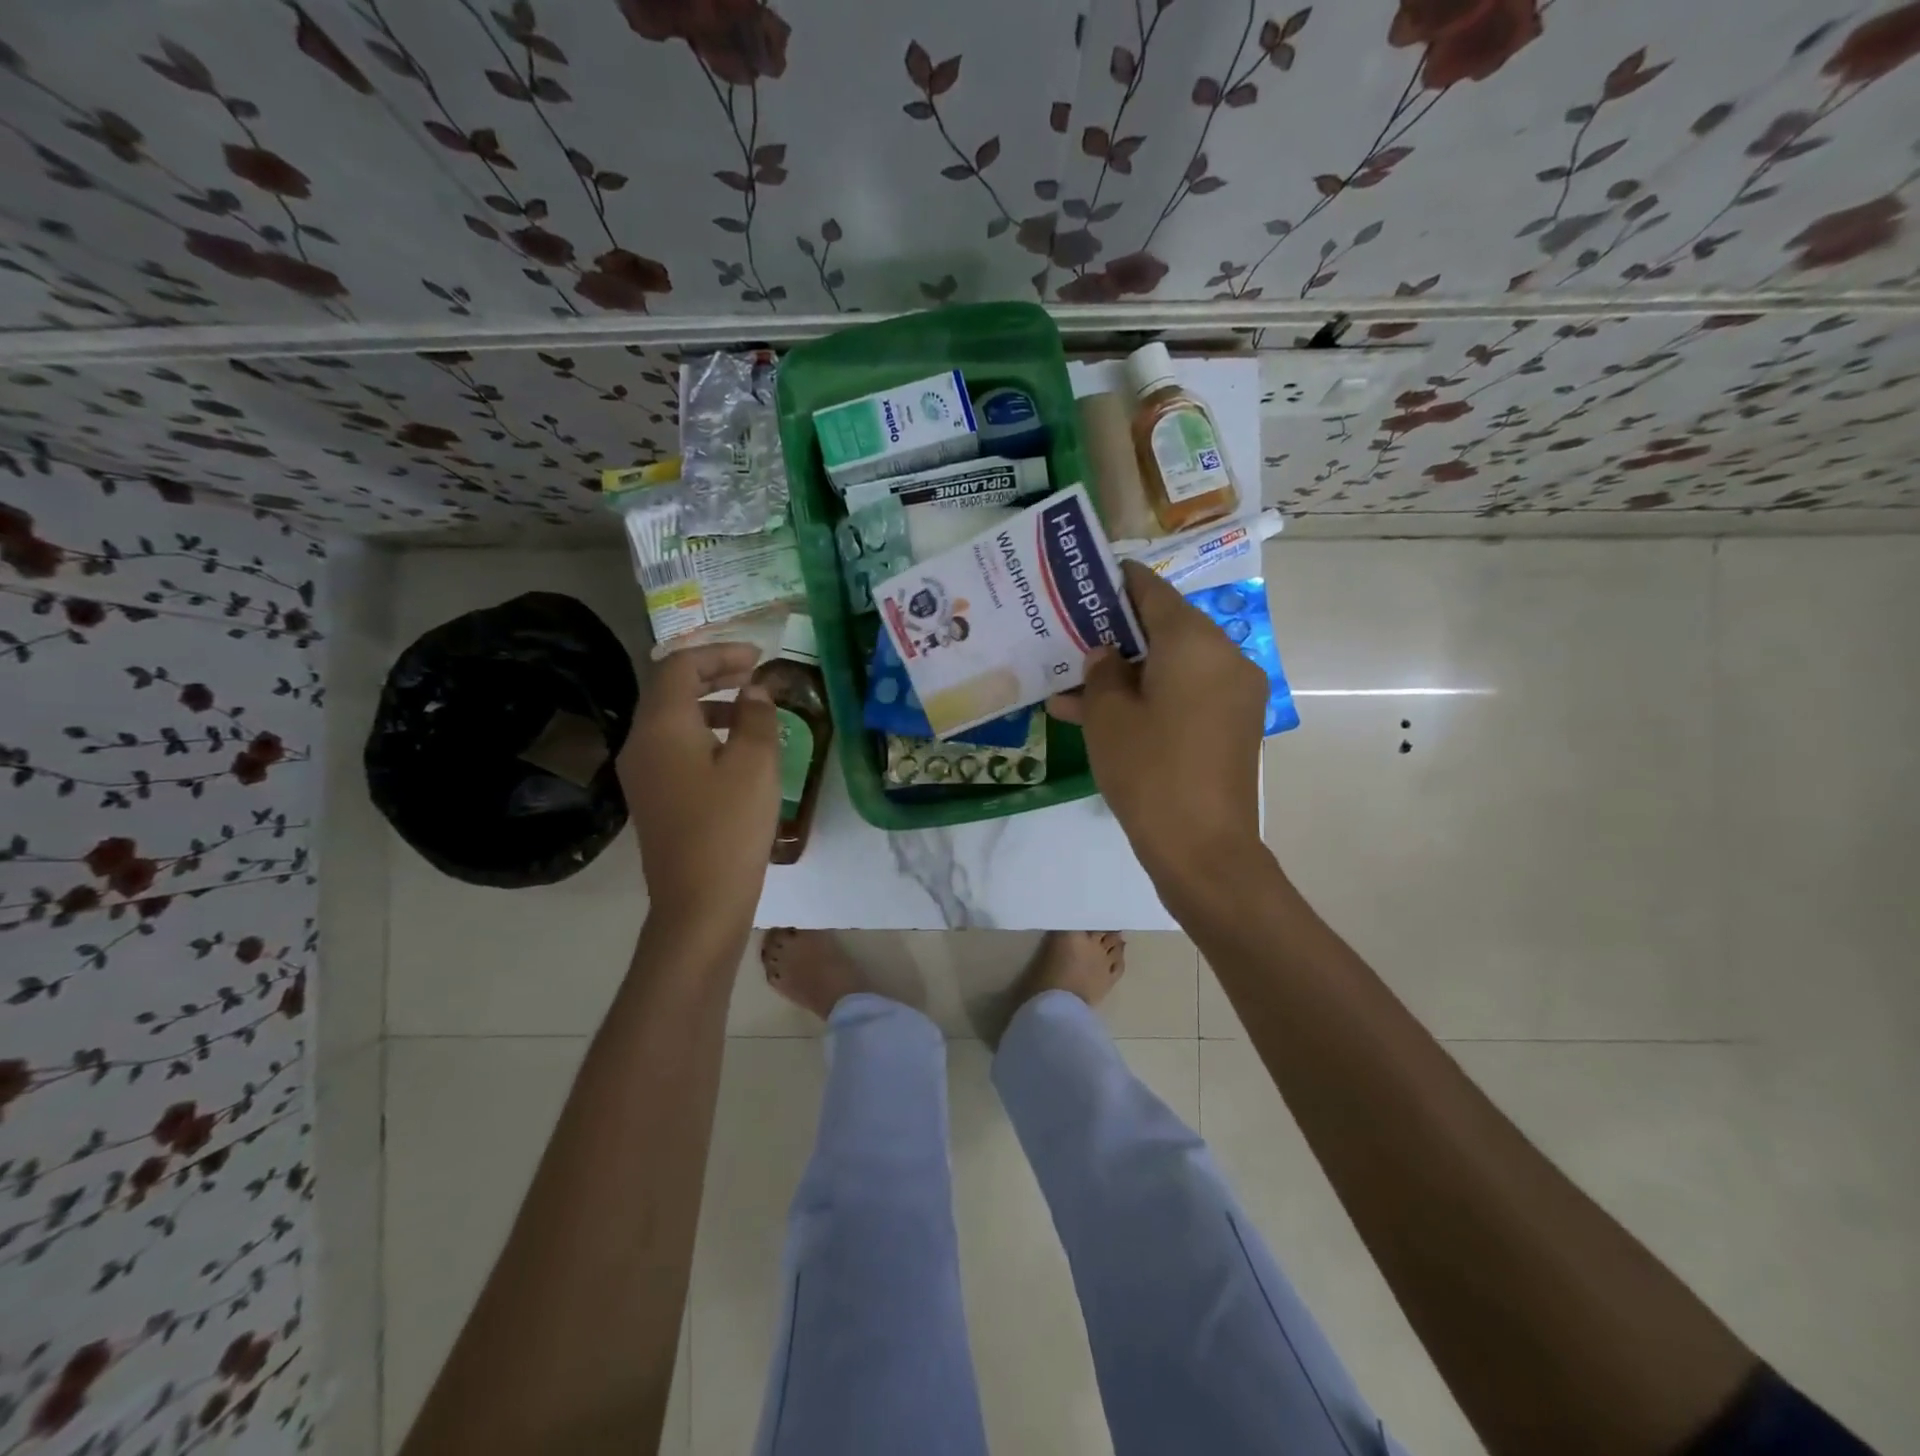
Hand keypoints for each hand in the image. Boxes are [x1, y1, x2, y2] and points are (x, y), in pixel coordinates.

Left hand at [616, 643, 779, 939]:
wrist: (698, 903)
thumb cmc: (729, 826)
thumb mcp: (755, 763)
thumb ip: (756, 716)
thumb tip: (754, 691)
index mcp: (661, 726)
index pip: (680, 667)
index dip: (719, 653)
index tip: (758, 657)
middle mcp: (641, 743)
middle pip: (670, 690)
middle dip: (712, 674)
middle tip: (754, 675)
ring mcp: (642, 773)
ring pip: (671, 720)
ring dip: (709, 704)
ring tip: (750, 711)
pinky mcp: (652, 798)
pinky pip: (672, 747)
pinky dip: (702, 734)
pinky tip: (735, 753)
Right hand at [1049, 561, 1269, 900]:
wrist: (1202, 848)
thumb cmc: (1148, 772)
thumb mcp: (1107, 717)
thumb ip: (1101, 672)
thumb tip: (1106, 654)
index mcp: (1194, 643)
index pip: (1153, 592)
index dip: (1118, 583)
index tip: (1087, 580)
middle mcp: (1224, 657)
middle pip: (1166, 629)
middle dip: (1117, 635)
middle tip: (1073, 638)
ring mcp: (1234, 693)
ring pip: (1173, 666)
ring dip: (1128, 674)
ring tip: (1072, 689)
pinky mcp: (1233, 725)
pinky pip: (1187, 694)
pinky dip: (1151, 697)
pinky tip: (1104, 716)